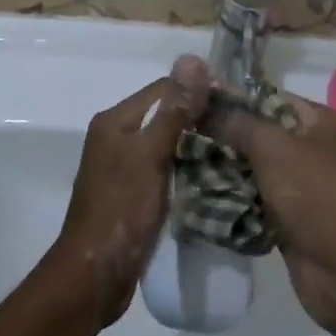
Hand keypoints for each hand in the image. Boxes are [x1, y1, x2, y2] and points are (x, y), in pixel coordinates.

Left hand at [48, 54, 209, 328]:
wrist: (94, 275)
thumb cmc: (121, 209)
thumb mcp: (151, 155)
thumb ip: (174, 111)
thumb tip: (193, 59)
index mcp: (116, 121)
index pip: (163, 89)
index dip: (198, 91)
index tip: (236, 103)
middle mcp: (117, 138)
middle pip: (166, 116)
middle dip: (200, 120)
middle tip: (241, 130)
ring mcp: (124, 168)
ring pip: (168, 145)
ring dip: (196, 147)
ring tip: (236, 153)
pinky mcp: (134, 195)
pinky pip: (166, 171)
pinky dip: (187, 171)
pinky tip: (215, 180)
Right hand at [207, 92, 335, 330]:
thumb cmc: (317, 196)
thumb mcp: (274, 148)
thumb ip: (238, 125)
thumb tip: (208, 109)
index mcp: (324, 123)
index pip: (272, 99)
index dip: (236, 100)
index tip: (196, 104)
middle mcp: (318, 150)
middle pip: (263, 136)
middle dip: (226, 139)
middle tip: (185, 136)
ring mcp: (307, 189)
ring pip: (257, 172)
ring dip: (226, 173)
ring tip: (185, 166)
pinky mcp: (294, 222)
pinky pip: (258, 204)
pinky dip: (236, 204)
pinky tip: (201, 199)